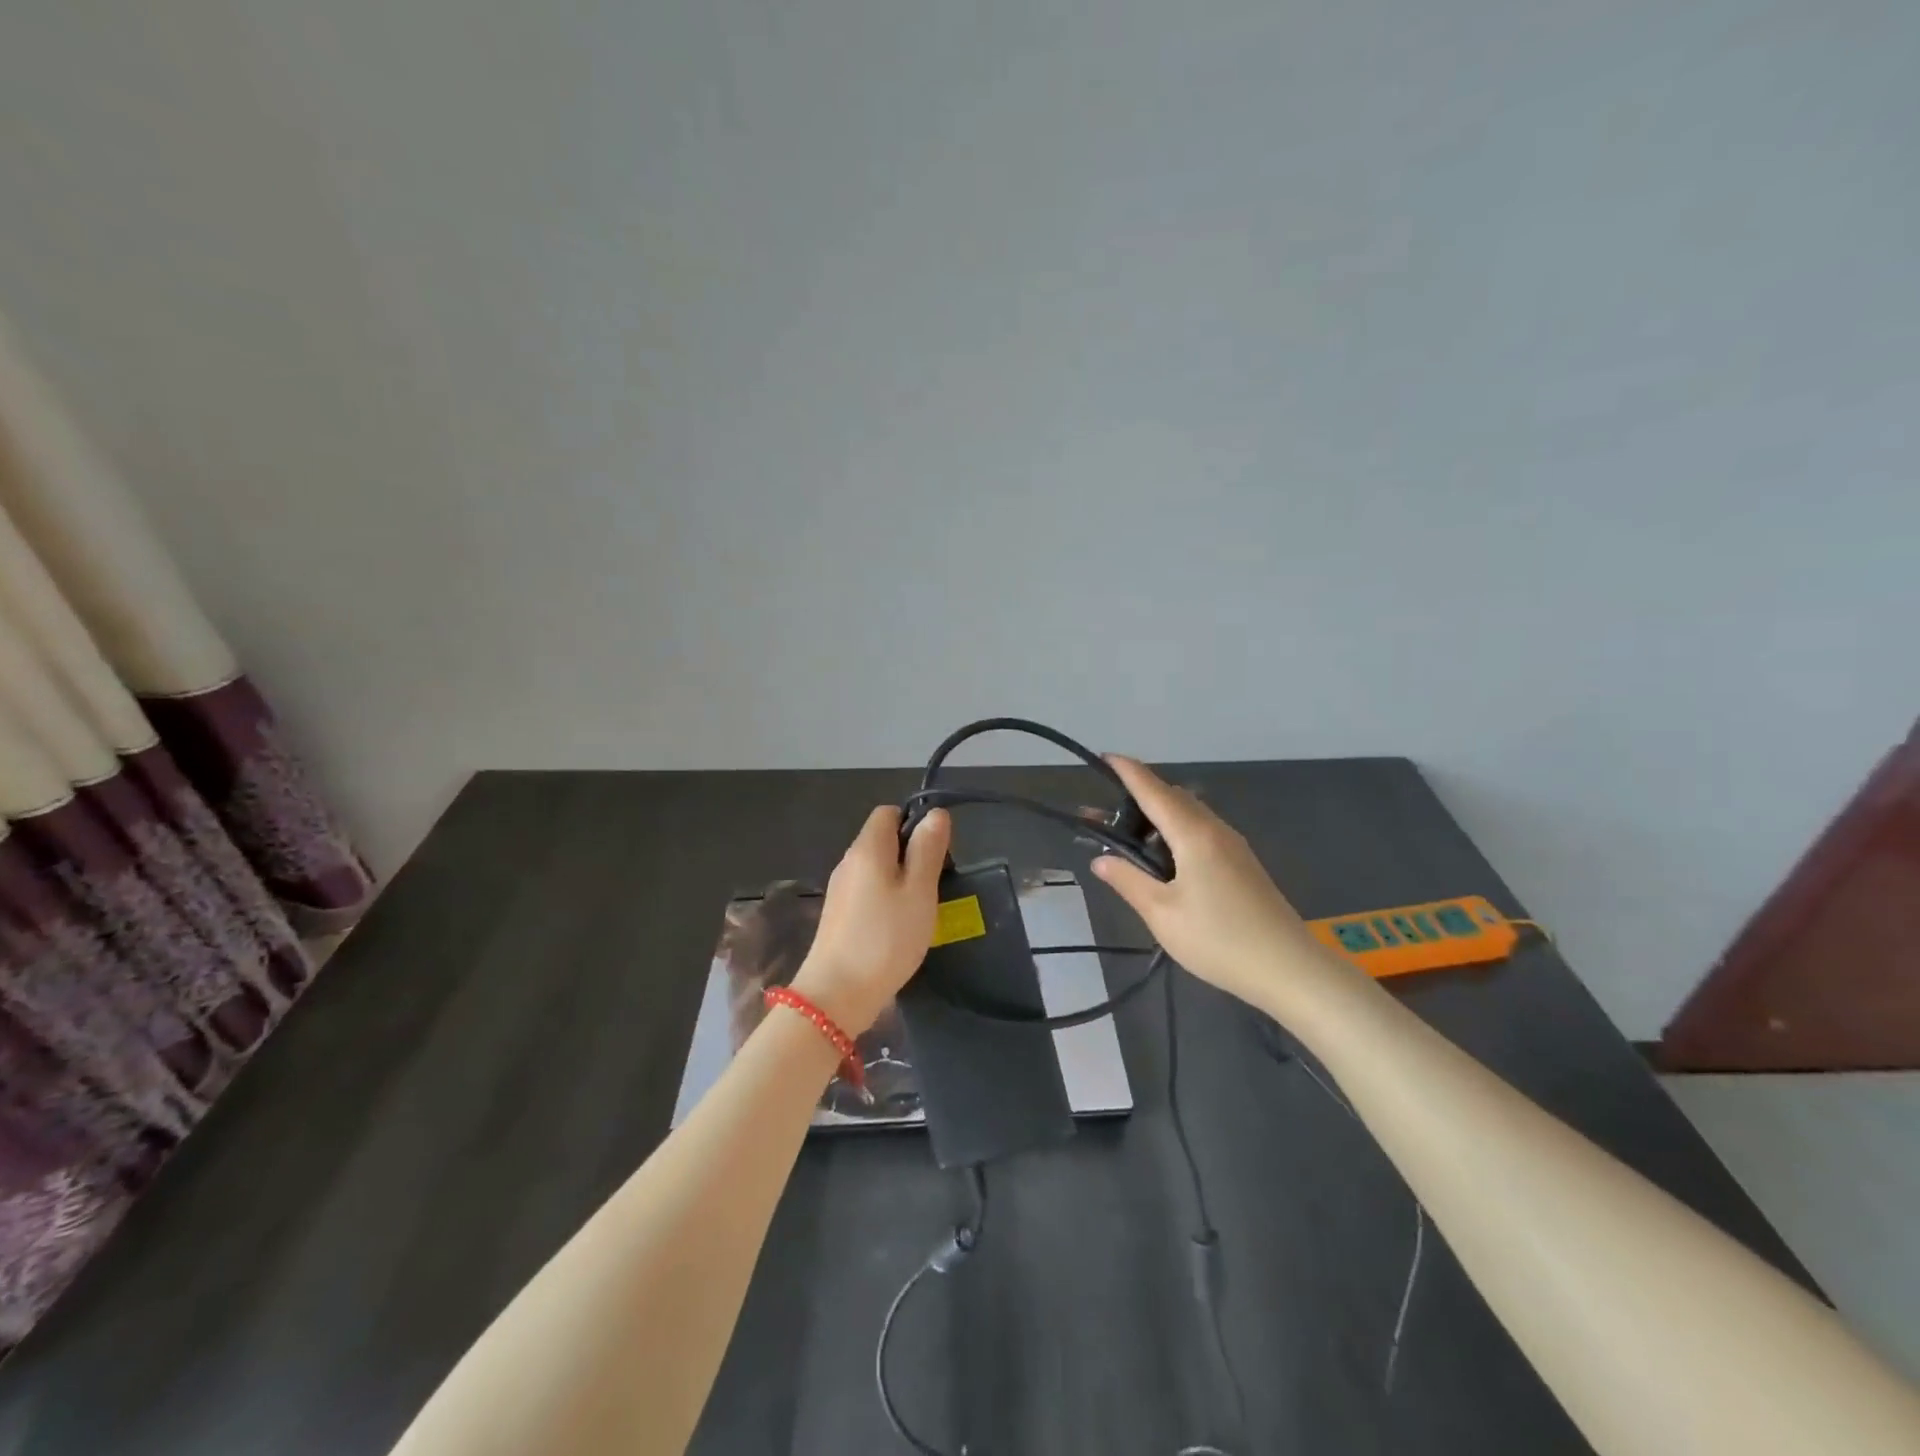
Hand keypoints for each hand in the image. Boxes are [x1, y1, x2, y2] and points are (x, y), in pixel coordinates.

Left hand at [792, 805, 951, 1033]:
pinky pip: (868, 892)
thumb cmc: (885, 938)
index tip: (936, 852)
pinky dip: (886, 900)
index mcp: (867, 848)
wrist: (836, 996)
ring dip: (901, 880)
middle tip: (934, 886)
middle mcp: (849, 862)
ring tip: (921, 909)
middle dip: (911, 854)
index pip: (888, 813)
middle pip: (883, 840)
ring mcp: (840, 890)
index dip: (914, 823)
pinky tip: (899, 927)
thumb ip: (927, 850)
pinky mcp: (839, 915)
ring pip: (877, 869)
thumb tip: (935, 814)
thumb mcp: (919, 891)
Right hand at [1091, 757, 1349, 1012]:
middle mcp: (1215, 830)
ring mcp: (1233, 846)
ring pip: (1189, 814)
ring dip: (1158, 815)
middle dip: (1138, 796)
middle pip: (1172, 797)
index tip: (1104, 757)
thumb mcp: (1162, 914)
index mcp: (1193, 835)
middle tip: (1104, 817)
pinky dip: (1176, 831)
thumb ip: (1128, 881)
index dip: (1127, 772)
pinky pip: (1202, 831)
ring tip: (1129, 838)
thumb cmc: (1219, 940)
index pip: (1153, 791)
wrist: (1288, 969)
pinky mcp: (1242, 863)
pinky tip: (1165, 859)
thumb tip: (1100, 859)